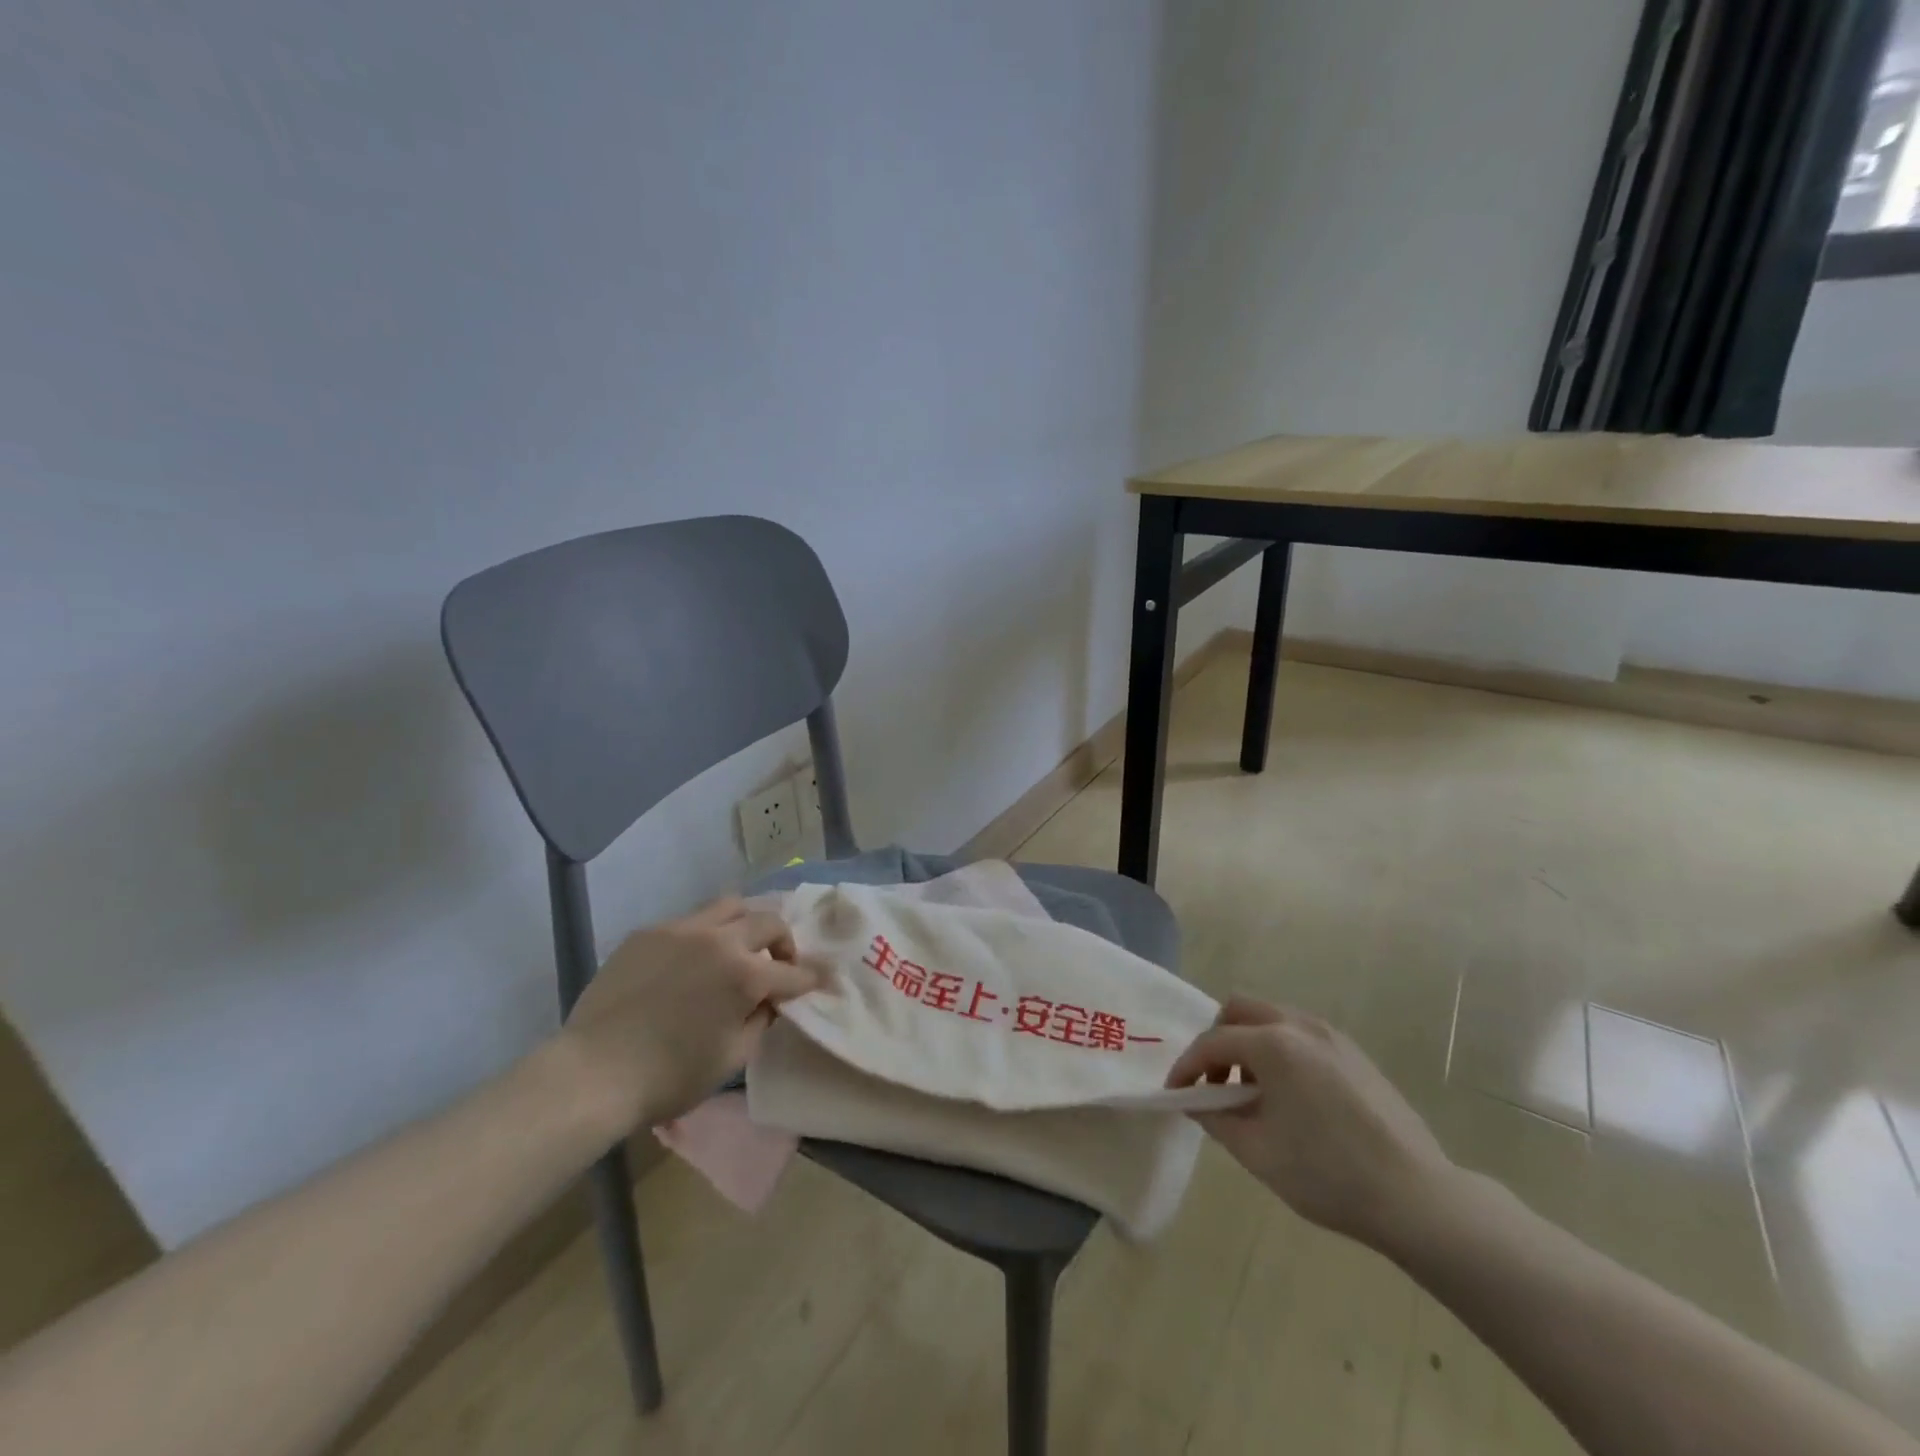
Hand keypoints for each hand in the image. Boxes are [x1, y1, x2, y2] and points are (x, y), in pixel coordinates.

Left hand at [550, 897, 822, 1136]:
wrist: (592, 1073)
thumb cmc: (669, 1077)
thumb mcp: (731, 1057)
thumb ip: (760, 1020)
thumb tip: (768, 1001)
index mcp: (744, 973)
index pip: (791, 971)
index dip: (808, 979)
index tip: (817, 981)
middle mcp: (718, 939)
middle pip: (767, 921)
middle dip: (782, 942)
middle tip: (778, 964)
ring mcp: (680, 929)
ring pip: (728, 906)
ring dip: (744, 925)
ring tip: (737, 949)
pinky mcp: (648, 932)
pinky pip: (688, 922)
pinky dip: (703, 936)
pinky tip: (690, 963)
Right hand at [1166, 998, 1453, 1251]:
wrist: (1417, 1198)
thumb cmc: (1328, 1175)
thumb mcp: (1258, 1152)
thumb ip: (1216, 1118)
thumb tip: (1197, 1102)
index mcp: (1274, 1045)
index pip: (1213, 1042)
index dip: (1187, 1067)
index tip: (1176, 1093)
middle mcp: (1301, 1026)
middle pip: (1240, 1010)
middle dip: (1217, 1041)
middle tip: (1214, 1083)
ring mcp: (1332, 1036)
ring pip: (1272, 1018)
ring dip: (1249, 1044)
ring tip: (1251, 1093)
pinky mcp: (1354, 1053)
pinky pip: (1300, 1034)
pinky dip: (1279, 1050)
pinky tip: (1289, 1096)